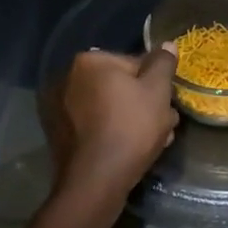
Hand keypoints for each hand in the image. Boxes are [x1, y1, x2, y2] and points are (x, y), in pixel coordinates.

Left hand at [45, 46, 178, 201]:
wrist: (94, 182)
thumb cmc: (130, 128)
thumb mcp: (157, 91)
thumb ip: (163, 63)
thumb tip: (167, 44)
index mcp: (90, 61)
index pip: (133, 63)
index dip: (156, 83)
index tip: (168, 104)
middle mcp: (68, 78)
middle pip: (119, 86)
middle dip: (142, 103)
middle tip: (164, 125)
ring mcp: (59, 108)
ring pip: (108, 108)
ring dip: (130, 119)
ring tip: (153, 142)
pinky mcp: (59, 135)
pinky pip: (94, 126)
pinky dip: (111, 132)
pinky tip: (130, 151)